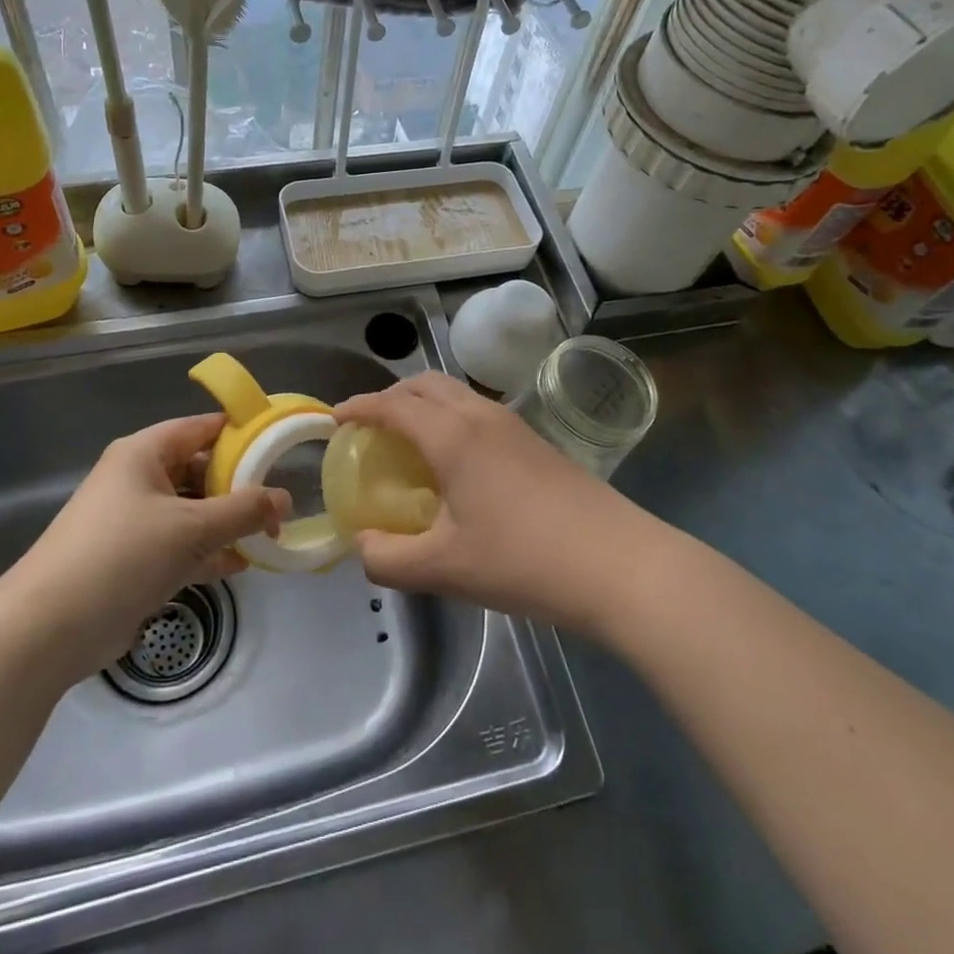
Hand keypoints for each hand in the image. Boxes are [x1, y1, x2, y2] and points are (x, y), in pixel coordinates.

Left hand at [9, 414, 289, 682]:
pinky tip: (239, 566)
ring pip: (191, 511)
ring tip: (267, 537)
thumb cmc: (123, 555)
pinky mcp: (131, 559)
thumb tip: (285, 499)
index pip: (201, 428)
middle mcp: (137, 479)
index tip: (279, 446)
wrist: (49, 629)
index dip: (240, 433)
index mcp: (144, 453)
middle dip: (239, 487)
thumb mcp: (192, 528)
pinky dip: (207, 553)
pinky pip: (179, 545)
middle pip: (199, 470)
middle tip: (277, 503)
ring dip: (226, 524)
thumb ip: (244, 511)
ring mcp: (133, 521)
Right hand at [335, 372, 659, 638]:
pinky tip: (456, 462)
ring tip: (409, 442)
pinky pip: (478, 411)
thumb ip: (389, 560)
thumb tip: (363, 546)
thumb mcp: (444, 569)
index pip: (392, 405)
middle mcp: (481, 416)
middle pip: (425, 384)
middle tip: (370, 427)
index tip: (334, 418)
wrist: (619, 564)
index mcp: (452, 436)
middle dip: (391, 396)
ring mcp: (514, 425)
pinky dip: (451, 418)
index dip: (359, 407)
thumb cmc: (523, 561)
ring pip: (456, 394)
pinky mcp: (536, 442)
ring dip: (424, 404)